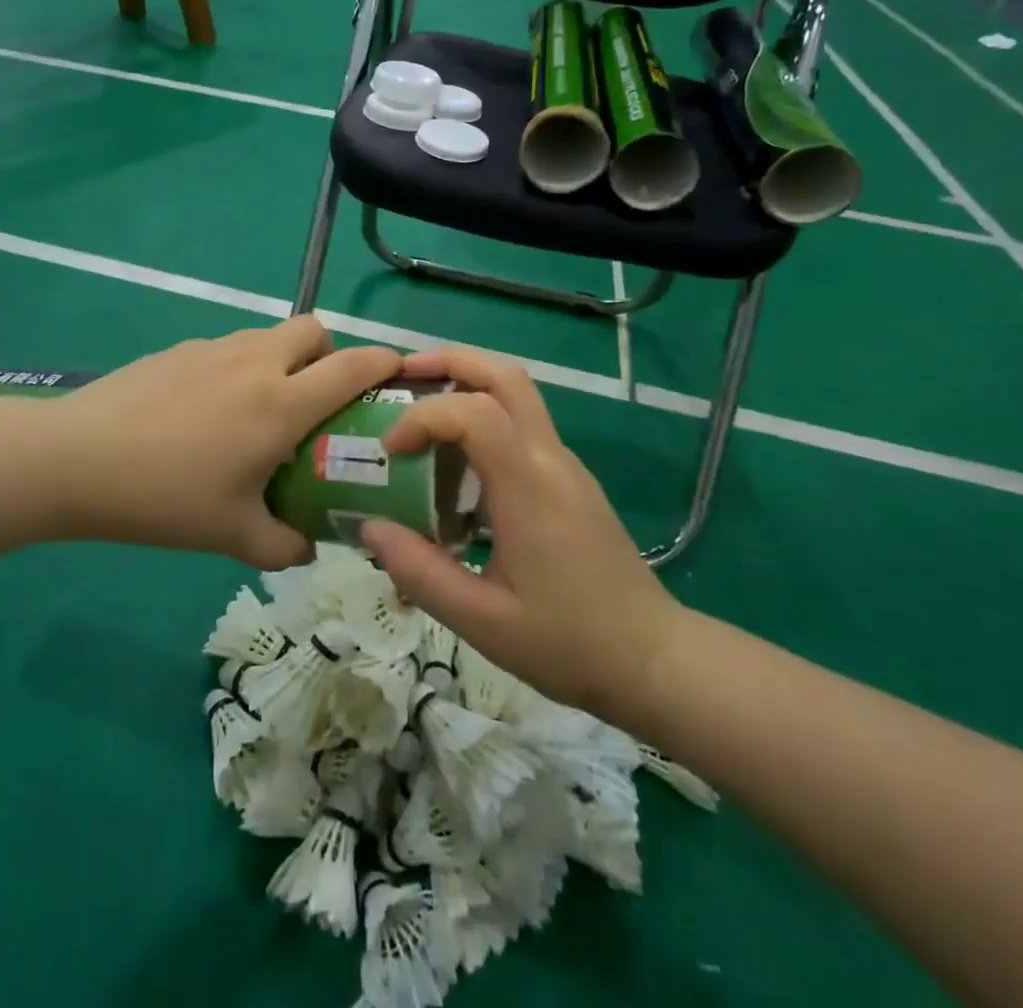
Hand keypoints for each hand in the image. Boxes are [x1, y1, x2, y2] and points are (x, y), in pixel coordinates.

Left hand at [49, 317, 401, 568]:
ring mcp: (213, 348)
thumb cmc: (164, 498)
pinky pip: (228, 347)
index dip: (384, 362)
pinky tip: (207, 412)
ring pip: (268, 335)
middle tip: (316, 399)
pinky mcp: (178, 349)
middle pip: (313, 329)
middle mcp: (255, 362)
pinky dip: (239, 367)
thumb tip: (308, 546)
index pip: (352, 365)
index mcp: (280, 403)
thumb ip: (283, 545)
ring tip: (260, 408)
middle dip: (329, 353)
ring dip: (282, 359)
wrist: (75, 459)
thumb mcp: (231, 535)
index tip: (397, 374)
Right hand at [360, 348, 683, 720]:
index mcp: (530, 488)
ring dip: (465, 383)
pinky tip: (453, 462)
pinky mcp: (569, 479)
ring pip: (517, 393)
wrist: (653, 659)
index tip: (390, 450)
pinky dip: (481, 416)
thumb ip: (420, 572)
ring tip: (418, 411)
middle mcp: (550, 459)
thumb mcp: (482, 621)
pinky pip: (521, 425)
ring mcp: (564, 464)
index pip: (475, 413)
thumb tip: (369, 526)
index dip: (423, 416)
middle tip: (400, 375)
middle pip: (505, 376)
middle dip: (448, 362)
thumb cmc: (568, 642)